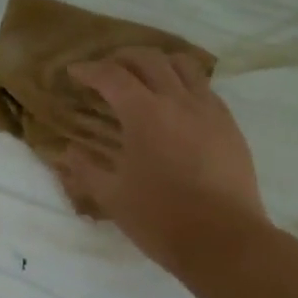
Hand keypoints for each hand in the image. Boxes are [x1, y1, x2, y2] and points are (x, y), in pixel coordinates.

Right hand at [57, 48, 269, 272]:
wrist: (224, 240)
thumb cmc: (161, 218)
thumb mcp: (112, 196)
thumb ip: (86, 169)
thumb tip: (67, 152)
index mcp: (144, 114)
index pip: (111, 76)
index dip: (89, 70)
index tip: (74, 72)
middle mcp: (177, 101)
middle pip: (148, 59)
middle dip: (122, 57)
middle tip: (106, 70)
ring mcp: (209, 110)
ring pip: (183, 65)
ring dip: (158, 62)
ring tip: (144, 76)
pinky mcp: (229, 125)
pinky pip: (205, 88)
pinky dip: (184, 83)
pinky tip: (177, 104)